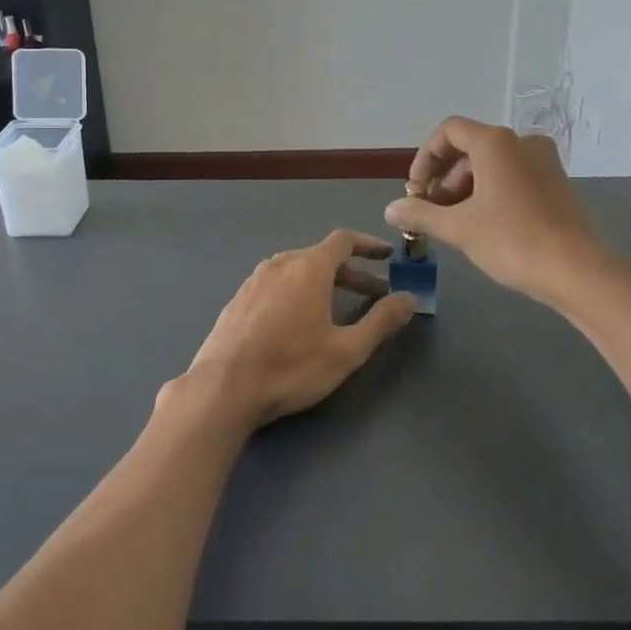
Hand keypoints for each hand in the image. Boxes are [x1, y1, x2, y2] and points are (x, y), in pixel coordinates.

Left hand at [182, 230, 415, 428]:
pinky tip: (298, 320)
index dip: (369, 245)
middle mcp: (280, 264)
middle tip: (374, 294)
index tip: (388, 255)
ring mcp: (254, 280)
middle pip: (322, 256)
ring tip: (338, 307)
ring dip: (323, 282)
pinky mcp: (237, 300)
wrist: (222, 389)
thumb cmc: (290, 367)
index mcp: (309, 267)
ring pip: (297, 269)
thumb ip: (381, 321)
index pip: (344, 240)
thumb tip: (408, 298)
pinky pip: (276, 283)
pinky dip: (297, 290)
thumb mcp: (346, 350)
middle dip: (352, 272)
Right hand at [384, 117, 609, 307]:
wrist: (576, 270)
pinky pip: (513, 176)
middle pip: (470, 148)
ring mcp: (543, 161)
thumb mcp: (458, 228)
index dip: (425, 158)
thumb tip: (390, 209)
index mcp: (495, 142)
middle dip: (444, 178)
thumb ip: (420, 213)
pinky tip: (483, 225)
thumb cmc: (511, 240)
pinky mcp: (556, 182)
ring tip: (455, 223)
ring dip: (466, 188)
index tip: (415, 190)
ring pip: (492, 164)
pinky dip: (491, 192)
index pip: (449, 131)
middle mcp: (521, 141)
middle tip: (431, 211)